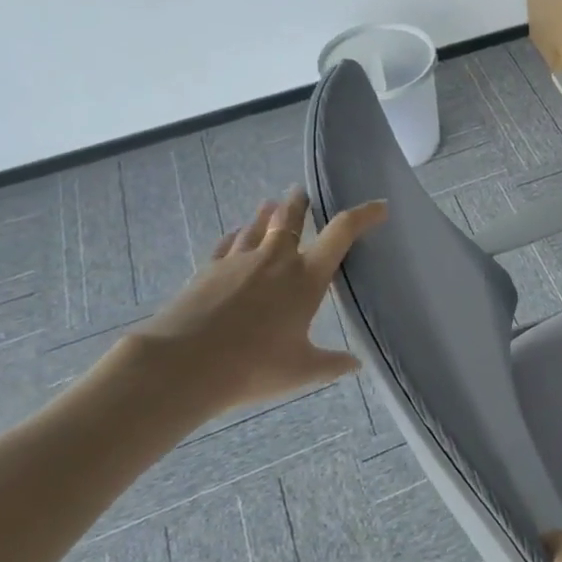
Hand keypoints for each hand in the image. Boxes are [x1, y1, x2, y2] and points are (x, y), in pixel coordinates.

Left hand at [133, 188, 386, 416]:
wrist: (181, 365)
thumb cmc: (252, 366)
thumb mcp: (301, 370)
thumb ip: (330, 364)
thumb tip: (355, 364)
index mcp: (306, 278)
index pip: (341, 234)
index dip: (363, 216)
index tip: (380, 207)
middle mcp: (275, 260)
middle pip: (290, 219)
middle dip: (301, 204)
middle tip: (304, 192)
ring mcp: (238, 262)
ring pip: (257, 227)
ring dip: (267, 214)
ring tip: (272, 204)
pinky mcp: (208, 271)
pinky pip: (228, 244)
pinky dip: (237, 236)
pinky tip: (235, 235)